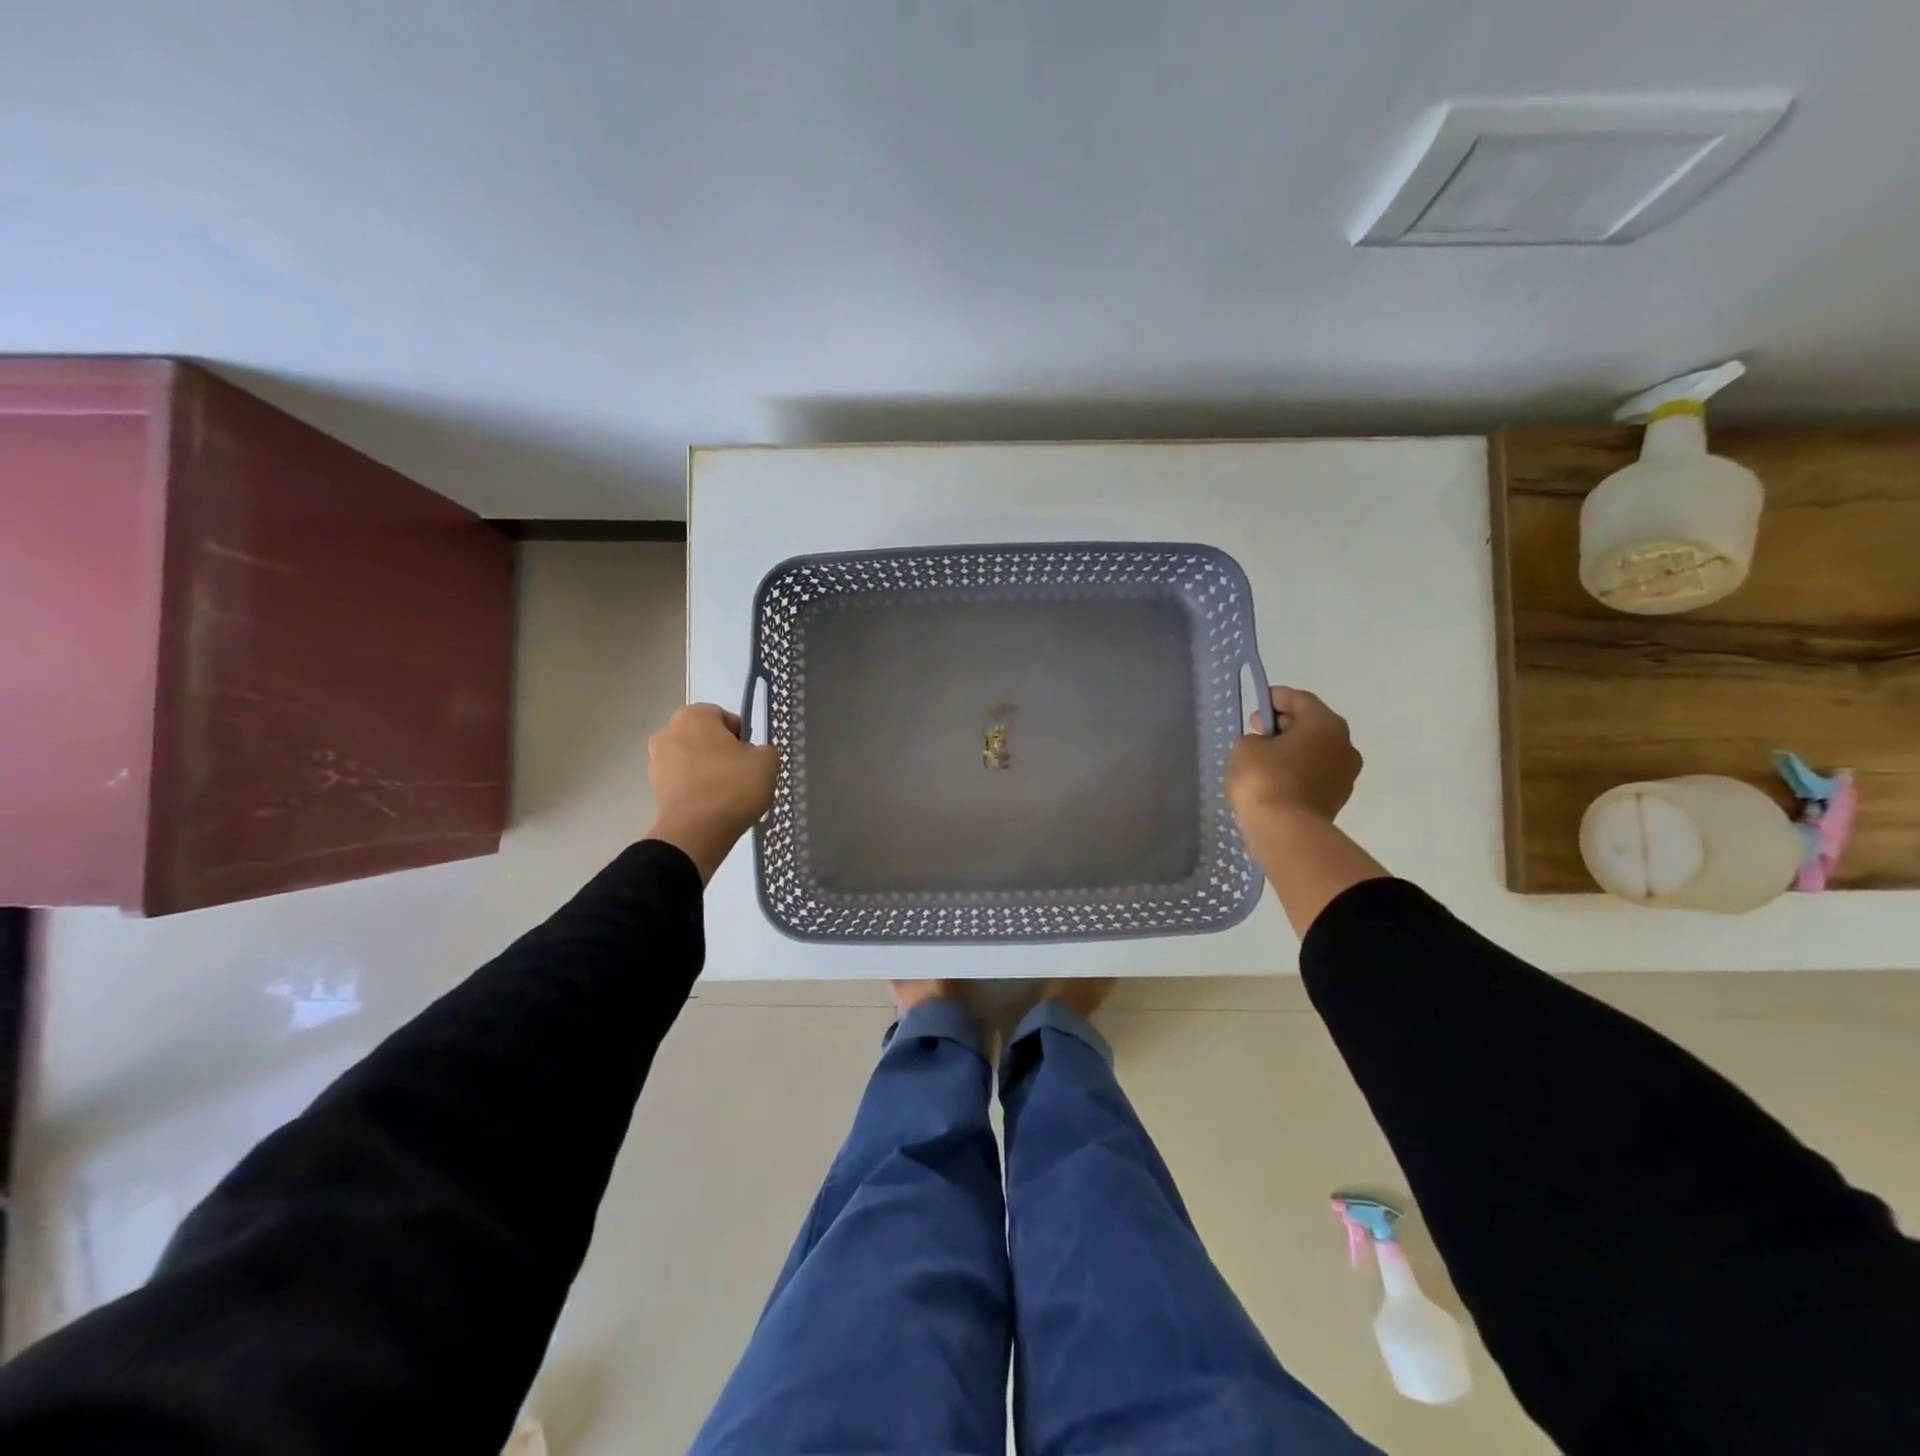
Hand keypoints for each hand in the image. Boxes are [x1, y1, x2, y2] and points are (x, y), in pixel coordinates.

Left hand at [645, 704, 778, 882]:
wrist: (697, 831)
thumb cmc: (733, 785)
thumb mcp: (767, 761)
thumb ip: (763, 749)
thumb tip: (752, 755)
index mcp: (693, 716)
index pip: (724, 716)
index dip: (742, 735)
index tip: (751, 757)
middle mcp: (668, 732)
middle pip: (704, 738)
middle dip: (721, 752)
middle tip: (742, 774)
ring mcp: (656, 762)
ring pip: (692, 760)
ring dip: (707, 771)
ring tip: (728, 795)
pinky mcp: (654, 789)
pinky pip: (683, 782)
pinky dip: (697, 790)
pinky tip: (714, 807)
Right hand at [1227, 687, 1362, 826]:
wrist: (1286, 832)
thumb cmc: (1265, 778)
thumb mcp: (1245, 747)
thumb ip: (1254, 739)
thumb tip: (1264, 747)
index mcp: (1326, 724)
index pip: (1300, 700)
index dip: (1276, 698)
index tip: (1257, 703)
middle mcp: (1344, 746)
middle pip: (1311, 726)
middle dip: (1284, 725)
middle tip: (1257, 731)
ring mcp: (1345, 776)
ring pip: (1314, 753)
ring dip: (1291, 751)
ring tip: (1262, 759)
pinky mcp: (1335, 800)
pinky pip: (1313, 776)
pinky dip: (1295, 772)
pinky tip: (1273, 780)